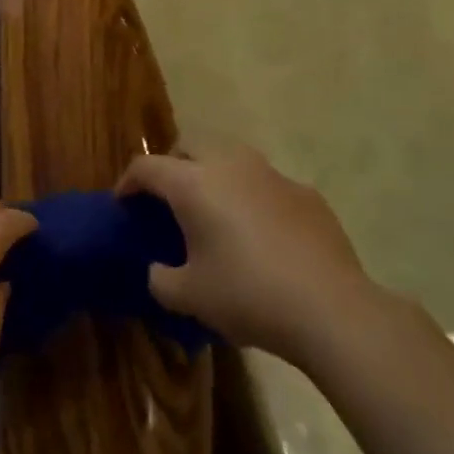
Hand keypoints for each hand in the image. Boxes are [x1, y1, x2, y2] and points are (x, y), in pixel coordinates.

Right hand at [117, 145, 372, 368]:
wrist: (330, 307)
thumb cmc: (248, 295)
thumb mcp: (190, 297)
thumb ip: (161, 280)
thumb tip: (159, 271)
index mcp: (193, 183)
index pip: (147, 167)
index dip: (128, 182)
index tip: (123, 202)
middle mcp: (229, 164)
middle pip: (189, 145)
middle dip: (172, 165)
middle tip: (168, 199)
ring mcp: (271, 173)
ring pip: (230, 157)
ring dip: (213, 174)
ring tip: (214, 211)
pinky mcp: (305, 192)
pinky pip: (265, 183)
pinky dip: (251, 197)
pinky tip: (261, 234)